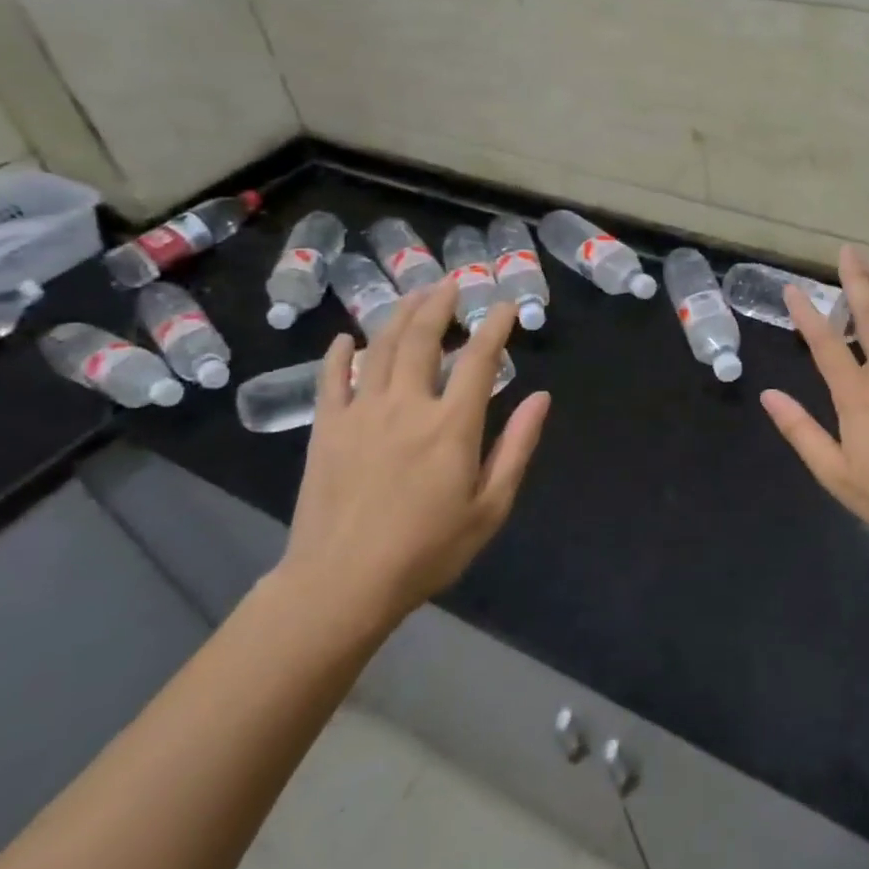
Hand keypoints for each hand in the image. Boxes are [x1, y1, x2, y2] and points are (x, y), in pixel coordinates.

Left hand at [276, 280, 550, 637]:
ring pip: (380, 348)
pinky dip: (340, 354)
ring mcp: (361, 414)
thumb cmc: (426, 550)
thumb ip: (516, 447)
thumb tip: (541, 397)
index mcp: (451, 425)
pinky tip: (347, 338)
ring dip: (400, 315)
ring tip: (414, 295)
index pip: (480, 360)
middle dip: (440, 305)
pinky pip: (332, 379)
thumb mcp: (489, 507)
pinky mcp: (326, 429)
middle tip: (451, 284)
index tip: (505, 305)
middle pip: (423, 339)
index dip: (495, 326)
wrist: (341, 584)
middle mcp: (407, 405)